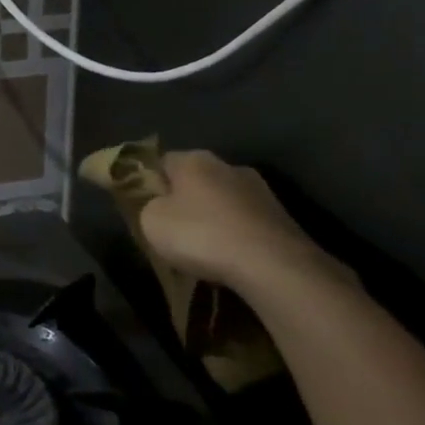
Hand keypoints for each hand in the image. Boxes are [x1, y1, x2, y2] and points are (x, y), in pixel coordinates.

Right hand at [137, 150, 339, 293]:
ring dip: (212, 217)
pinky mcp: (281, 216)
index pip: (161, 161)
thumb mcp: (151, 221)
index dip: (149, 181)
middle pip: (195, 179)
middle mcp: (229, 165)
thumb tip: (159, 204)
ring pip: (223, 200)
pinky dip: (234, 234)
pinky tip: (228, 255)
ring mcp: (260, 190)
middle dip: (183, 199)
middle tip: (170, 226)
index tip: (143, 204)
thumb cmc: (201, 234)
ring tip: (202, 246)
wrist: (271, 264)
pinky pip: (244, 221)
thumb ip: (148, 206)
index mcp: (194, 159)